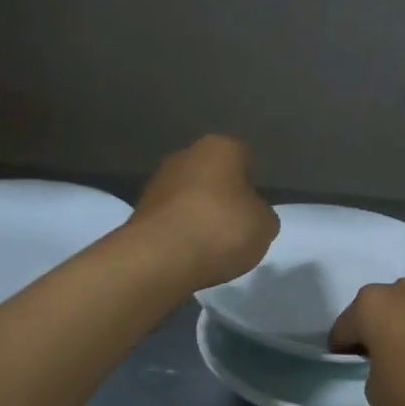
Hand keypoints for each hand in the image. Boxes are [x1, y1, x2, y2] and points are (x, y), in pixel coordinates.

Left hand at [130, 135, 278, 290]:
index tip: (256, 208)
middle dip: (223, 196)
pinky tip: (189, 253)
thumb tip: (253, 216)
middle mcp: (185, 155)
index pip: (244, 156)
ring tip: (211, 245)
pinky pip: (171, 218)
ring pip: (189, 196)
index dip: (253, 182)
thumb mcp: (265, 226)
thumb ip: (262, 215)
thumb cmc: (222, 228)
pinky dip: (180, 232)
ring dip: (199, 214)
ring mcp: (158, 182)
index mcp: (220, 148)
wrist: (160, 257)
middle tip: (235, 226)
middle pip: (213, 174)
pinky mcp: (139, 210)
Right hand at [329, 279, 404, 405]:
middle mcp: (400, 289)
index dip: (342, 352)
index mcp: (370, 304)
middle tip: (381, 364)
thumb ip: (372, 374)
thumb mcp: (376, 394)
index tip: (350, 370)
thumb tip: (387, 367)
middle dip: (376, 334)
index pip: (343, 329)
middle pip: (377, 313)